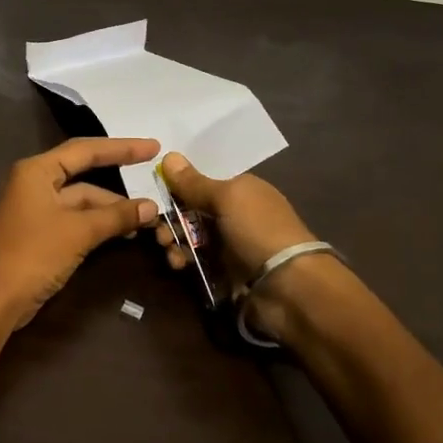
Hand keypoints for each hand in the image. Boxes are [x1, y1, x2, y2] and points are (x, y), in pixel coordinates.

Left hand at [0, 137, 160, 336]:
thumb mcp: (79, 232)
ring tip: (146, 218)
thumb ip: (115, 216)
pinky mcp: (39, 233)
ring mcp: (36, 209)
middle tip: (154, 184)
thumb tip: (151, 207)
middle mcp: (34, 183)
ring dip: (110, 209)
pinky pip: (75, 219)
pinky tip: (123, 232)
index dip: (122, 148)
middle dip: (118, 184)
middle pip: (83, 174)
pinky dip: (98, 223)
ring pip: (81, 201)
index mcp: (37, 171)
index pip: (85, 150)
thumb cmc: (33, 254)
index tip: (153, 147)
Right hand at [153, 151, 344, 345]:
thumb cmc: (258, 230)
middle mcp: (234, 214)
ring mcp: (228, 243)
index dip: (177, 185)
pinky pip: (194, 259)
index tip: (154, 191)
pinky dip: (182, 259)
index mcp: (241, 190)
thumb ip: (194, 182)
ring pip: (189, 235)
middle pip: (190, 208)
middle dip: (169, 215)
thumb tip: (168, 155)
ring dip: (172, 238)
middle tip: (157, 227)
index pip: (202, 181)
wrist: (287, 287)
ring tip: (166, 246)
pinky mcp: (222, 270)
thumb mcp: (227, 198)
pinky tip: (178, 263)